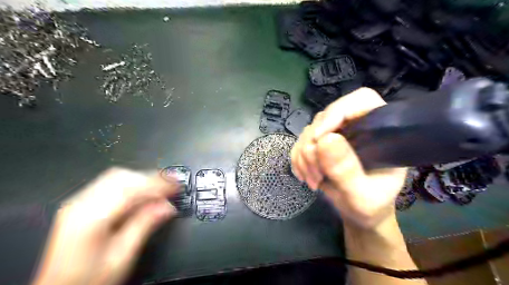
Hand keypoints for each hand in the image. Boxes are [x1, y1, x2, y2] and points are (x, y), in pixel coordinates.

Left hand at [31, 168, 178, 284]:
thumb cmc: (85, 279)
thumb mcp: (120, 257)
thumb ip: (144, 226)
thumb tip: (167, 207)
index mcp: (91, 218)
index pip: (132, 189)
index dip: (159, 184)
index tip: (178, 185)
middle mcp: (80, 204)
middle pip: (122, 177)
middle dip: (152, 177)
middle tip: (173, 183)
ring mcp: (77, 202)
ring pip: (116, 177)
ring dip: (142, 178)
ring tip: (161, 186)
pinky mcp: (79, 204)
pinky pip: (109, 184)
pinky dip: (131, 183)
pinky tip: (142, 191)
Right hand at [290, 88, 405, 229]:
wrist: (359, 214)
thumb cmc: (371, 206)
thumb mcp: (362, 196)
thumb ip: (347, 171)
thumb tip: (324, 140)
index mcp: (380, 131)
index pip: (360, 101)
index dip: (337, 112)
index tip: (320, 138)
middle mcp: (357, 127)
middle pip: (326, 116)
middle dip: (313, 145)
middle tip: (315, 173)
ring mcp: (337, 134)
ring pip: (309, 130)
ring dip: (304, 156)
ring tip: (313, 180)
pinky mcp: (321, 144)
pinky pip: (300, 142)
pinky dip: (298, 159)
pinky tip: (304, 175)